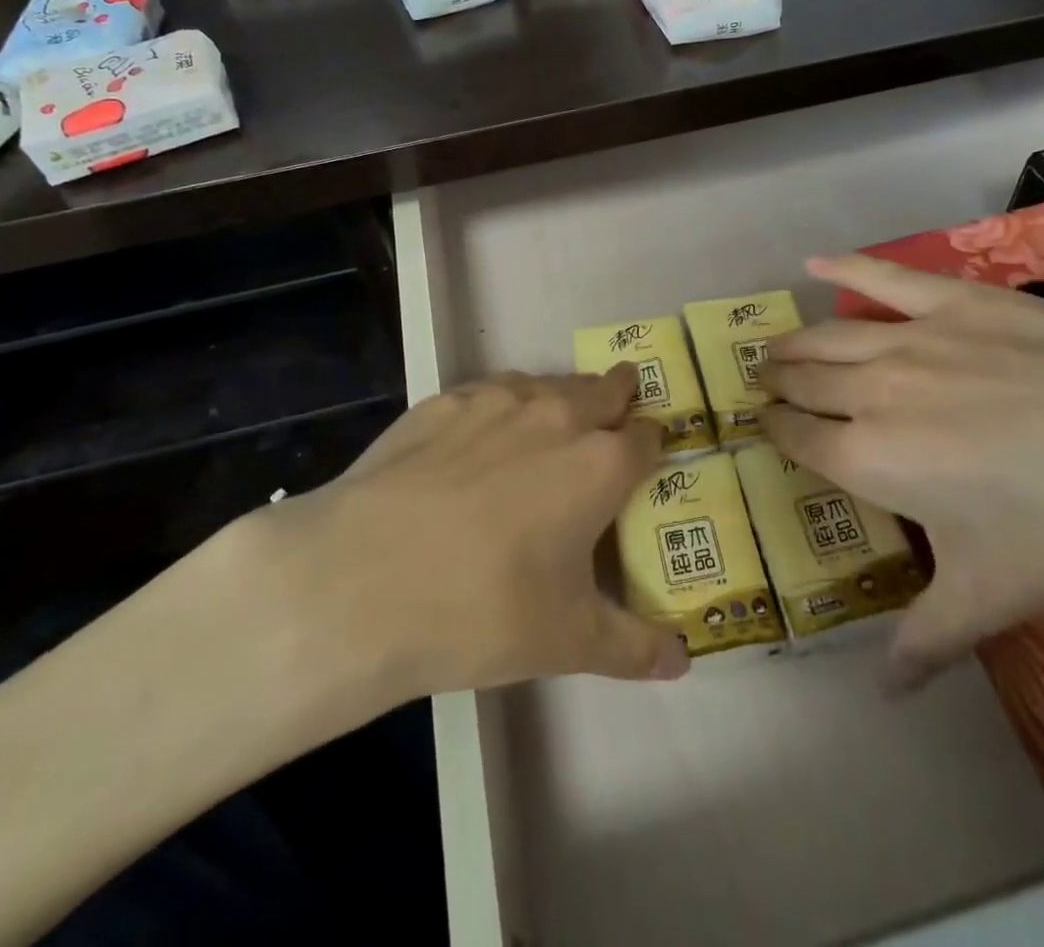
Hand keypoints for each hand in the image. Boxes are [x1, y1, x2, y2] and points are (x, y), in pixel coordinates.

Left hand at [230, 367, 687, 741]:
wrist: (360, 580)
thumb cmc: (482, 611)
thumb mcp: (568, 642)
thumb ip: (634, 647)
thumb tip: (683, 660)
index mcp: (599, 464)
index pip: (648, 436)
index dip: (654, 444)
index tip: (648, 457)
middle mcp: (556, 416)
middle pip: (606, 388)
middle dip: (620, 398)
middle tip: (615, 418)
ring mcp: (496, 400)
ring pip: (549, 383)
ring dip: (563, 398)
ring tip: (552, 427)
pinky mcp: (443, 401)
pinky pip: (492, 390)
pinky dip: (504, 405)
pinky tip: (483, 437)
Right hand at [761, 254, 1043, 691]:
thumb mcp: (996, 597)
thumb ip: (927, 640)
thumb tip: (884, 694)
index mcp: (869, 459)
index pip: (798, 437)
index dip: (774, 429)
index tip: (762, 423)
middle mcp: (872, 392)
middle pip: (805, 381)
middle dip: (777, 383)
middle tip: (764, 382)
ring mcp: (911, 338)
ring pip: (829, 335)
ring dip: (796, 342)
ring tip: (778, 347)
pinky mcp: (954, 300)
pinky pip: (883, 277)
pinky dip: (844, 267)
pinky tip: (816, 262)